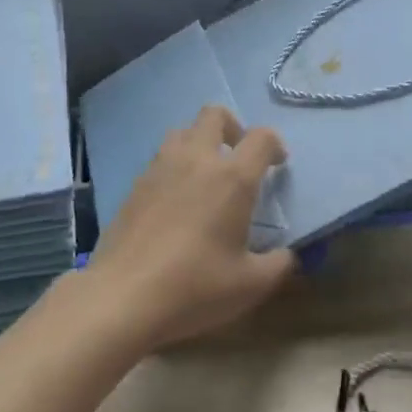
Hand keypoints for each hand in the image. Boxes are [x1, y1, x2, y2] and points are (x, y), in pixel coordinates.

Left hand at [85, 106, 293, 350]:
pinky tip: (176, 201)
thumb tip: (288, 254)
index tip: (277, 165)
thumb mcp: (251, 285)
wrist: (123, 296)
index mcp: (232, 177)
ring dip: (200, 143)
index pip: (261, 137)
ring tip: (206, 177)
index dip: (275, 145)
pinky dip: (175, 166)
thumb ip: (278, 264)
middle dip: (233, 128)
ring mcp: (161, 168)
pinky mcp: (135, 184)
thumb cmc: (195, 287)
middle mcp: (197, 160)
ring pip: (183, 131)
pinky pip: (160, 158)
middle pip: (214, 115)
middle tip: (238, 158)